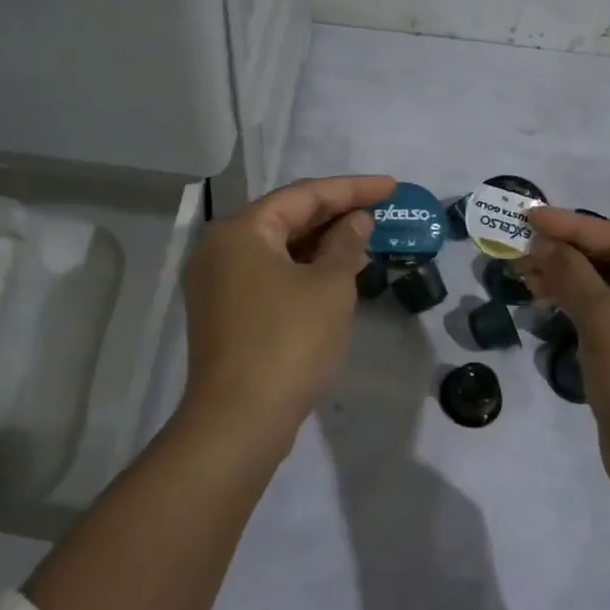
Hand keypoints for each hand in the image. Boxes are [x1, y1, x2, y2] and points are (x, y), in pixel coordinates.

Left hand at [181, 174, 395, 446]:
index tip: (392, 187)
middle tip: (380, 214)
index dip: (352, 189)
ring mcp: (218, 284)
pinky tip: (335, 277)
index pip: (304, 195)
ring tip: (365, 243)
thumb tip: (355, 222)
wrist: (239, 421)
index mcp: (241, 231)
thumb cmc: (289, 341)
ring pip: (278, 250)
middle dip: (335, 216)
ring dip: (321, 246)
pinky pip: (269, 276)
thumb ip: (345, 245)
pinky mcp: (224, 315)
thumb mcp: (329, 287)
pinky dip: (302, 272)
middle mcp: (220, 249)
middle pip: (286, 219)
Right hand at [518, 209, 609, 558]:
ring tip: (526, 273)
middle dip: (568, 252)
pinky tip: (546, 300)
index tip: (530, 216)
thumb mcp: (605, 321)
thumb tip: (543, 242)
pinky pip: (607, 316)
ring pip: (608, 290)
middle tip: (523, 246)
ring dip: (568, 278)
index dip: (573, 226)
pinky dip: (577, 305)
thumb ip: (573, 274)